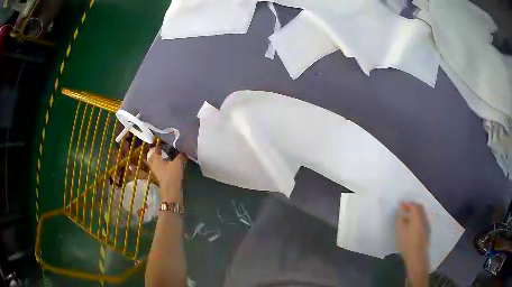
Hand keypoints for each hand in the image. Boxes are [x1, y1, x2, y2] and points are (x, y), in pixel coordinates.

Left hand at [148, 146, 186, 201]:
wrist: (171, 191)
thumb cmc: (172, 175)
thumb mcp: (178, 163)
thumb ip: (180, 156)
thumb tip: (183, 150)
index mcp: (155, 159)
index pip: (155, 149)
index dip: (158, 144)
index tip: (163, 140)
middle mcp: (153, 164)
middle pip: (152, 156)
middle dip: (156, 152)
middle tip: (162, 148)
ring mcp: (155, 171)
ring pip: (155, 162)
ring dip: (159, 159)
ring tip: (166, 155)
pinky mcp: (159, 176)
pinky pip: (159, 167)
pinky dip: (162, 164)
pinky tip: (169, 163)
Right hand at [396, 202, 429, 285]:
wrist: (417, 256)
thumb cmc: (407, 242)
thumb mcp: (399, 230)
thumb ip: (399, 219)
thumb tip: (400, 213)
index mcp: (417, 216)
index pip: (414, 205)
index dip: (407, 204)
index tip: (400, 205)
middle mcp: (423, 218)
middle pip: (419, 208)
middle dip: (411, 208)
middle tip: (403, 211)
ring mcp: (426, 225)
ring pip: (420, 215)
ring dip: (413, 214)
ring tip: (406, 219)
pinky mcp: (426, 231)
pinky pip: (421, 221)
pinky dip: (416, 220)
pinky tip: (410, 227)